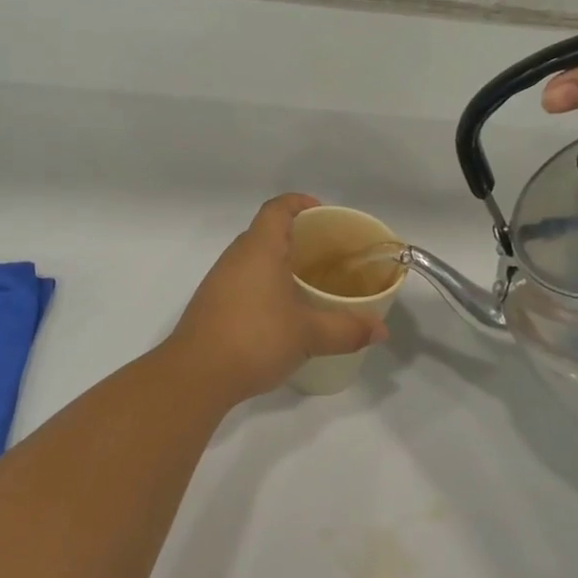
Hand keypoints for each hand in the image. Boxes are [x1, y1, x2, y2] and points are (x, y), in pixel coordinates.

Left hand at [163, 194, 387, 404]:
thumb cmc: (255, 339)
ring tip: (309, 284)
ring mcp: (219, 281)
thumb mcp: (309, 334)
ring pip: (253, 260)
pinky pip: (243, 282)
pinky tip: (282, 312)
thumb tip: (381, 330)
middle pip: (265, 232)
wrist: (196, 375)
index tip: (322, 213)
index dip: (299, 203)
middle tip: (326, 254)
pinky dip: (264, 286)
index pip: (277, 209)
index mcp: (258, 249)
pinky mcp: (212, 305)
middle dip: (296, 237)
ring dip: (279, 264)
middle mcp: (235, 257)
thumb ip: (347, 329)